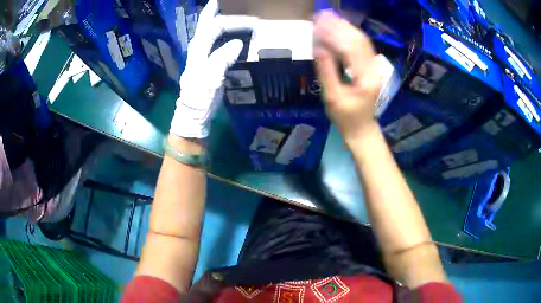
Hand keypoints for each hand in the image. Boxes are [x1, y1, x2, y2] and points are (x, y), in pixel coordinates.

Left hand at [170, 0, 255, 138]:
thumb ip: (222, 58)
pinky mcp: (208, 60)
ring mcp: (202, 53)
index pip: (215, 26)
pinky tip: (230, 31)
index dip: (234, 21)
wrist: (194, 113)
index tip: (253, 22)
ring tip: (230, 11)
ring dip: (218, 18)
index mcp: (198, 48)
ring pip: (209, 29)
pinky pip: (215, 40)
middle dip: (215, 9)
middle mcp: (199, 46)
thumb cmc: (200, 96)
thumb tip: (238, 43)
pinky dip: (222, 32)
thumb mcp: (211, 78)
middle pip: (206, 22)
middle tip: (227, 2)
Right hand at [313, 12, 393, 143]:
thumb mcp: (333, 98)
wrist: (362, 128)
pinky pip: (361, 46)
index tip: (317, 23)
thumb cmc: (346, 117)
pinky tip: (338, 27)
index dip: (333, 34)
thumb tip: (319, 48)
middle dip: (339, 25)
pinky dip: (349, 34)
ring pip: (361, 40)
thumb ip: (327, 72)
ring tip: (328, 16)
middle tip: (321, 14)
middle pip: (358, 40)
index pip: (350, 48)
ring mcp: (374, 67)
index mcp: (365, 78)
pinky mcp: (370, 67)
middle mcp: (373, 69)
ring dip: (344, 27)